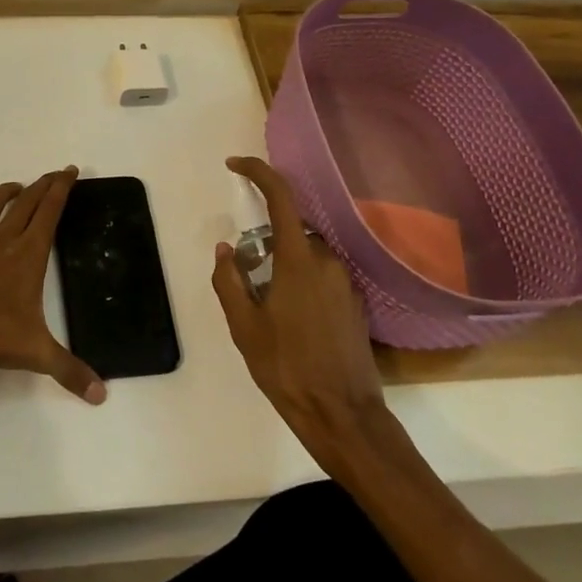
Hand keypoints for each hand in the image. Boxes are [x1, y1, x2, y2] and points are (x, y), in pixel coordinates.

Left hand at [0, 168, 106, 404]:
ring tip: (17, 189)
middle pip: (27, 201)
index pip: (50, 211)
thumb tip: (102, 396)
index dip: (62, 188)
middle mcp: (3, 238)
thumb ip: (70, 371)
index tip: (70, 171)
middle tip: (54, 175)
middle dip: (43, 184)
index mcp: (28, 254)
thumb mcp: (37, 353)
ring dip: (7, 192)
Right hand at [212, 156, 382, 453]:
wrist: (343, 416)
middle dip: (265, 239)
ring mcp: (346, 283)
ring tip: (266, 305)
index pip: (281, 197)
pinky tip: (290, 318)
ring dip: (284, 264)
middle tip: (245, 273)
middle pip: (292, 230)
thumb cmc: (286, 368)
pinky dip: (301, 280)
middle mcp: (328, 261)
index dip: (257, 172)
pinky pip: (321, 275)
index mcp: (299, 260)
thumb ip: (229, 280)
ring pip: (307, 254)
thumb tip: (227, 248)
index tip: (234, 165)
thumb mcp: (243, 326)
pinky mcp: (355, 303)